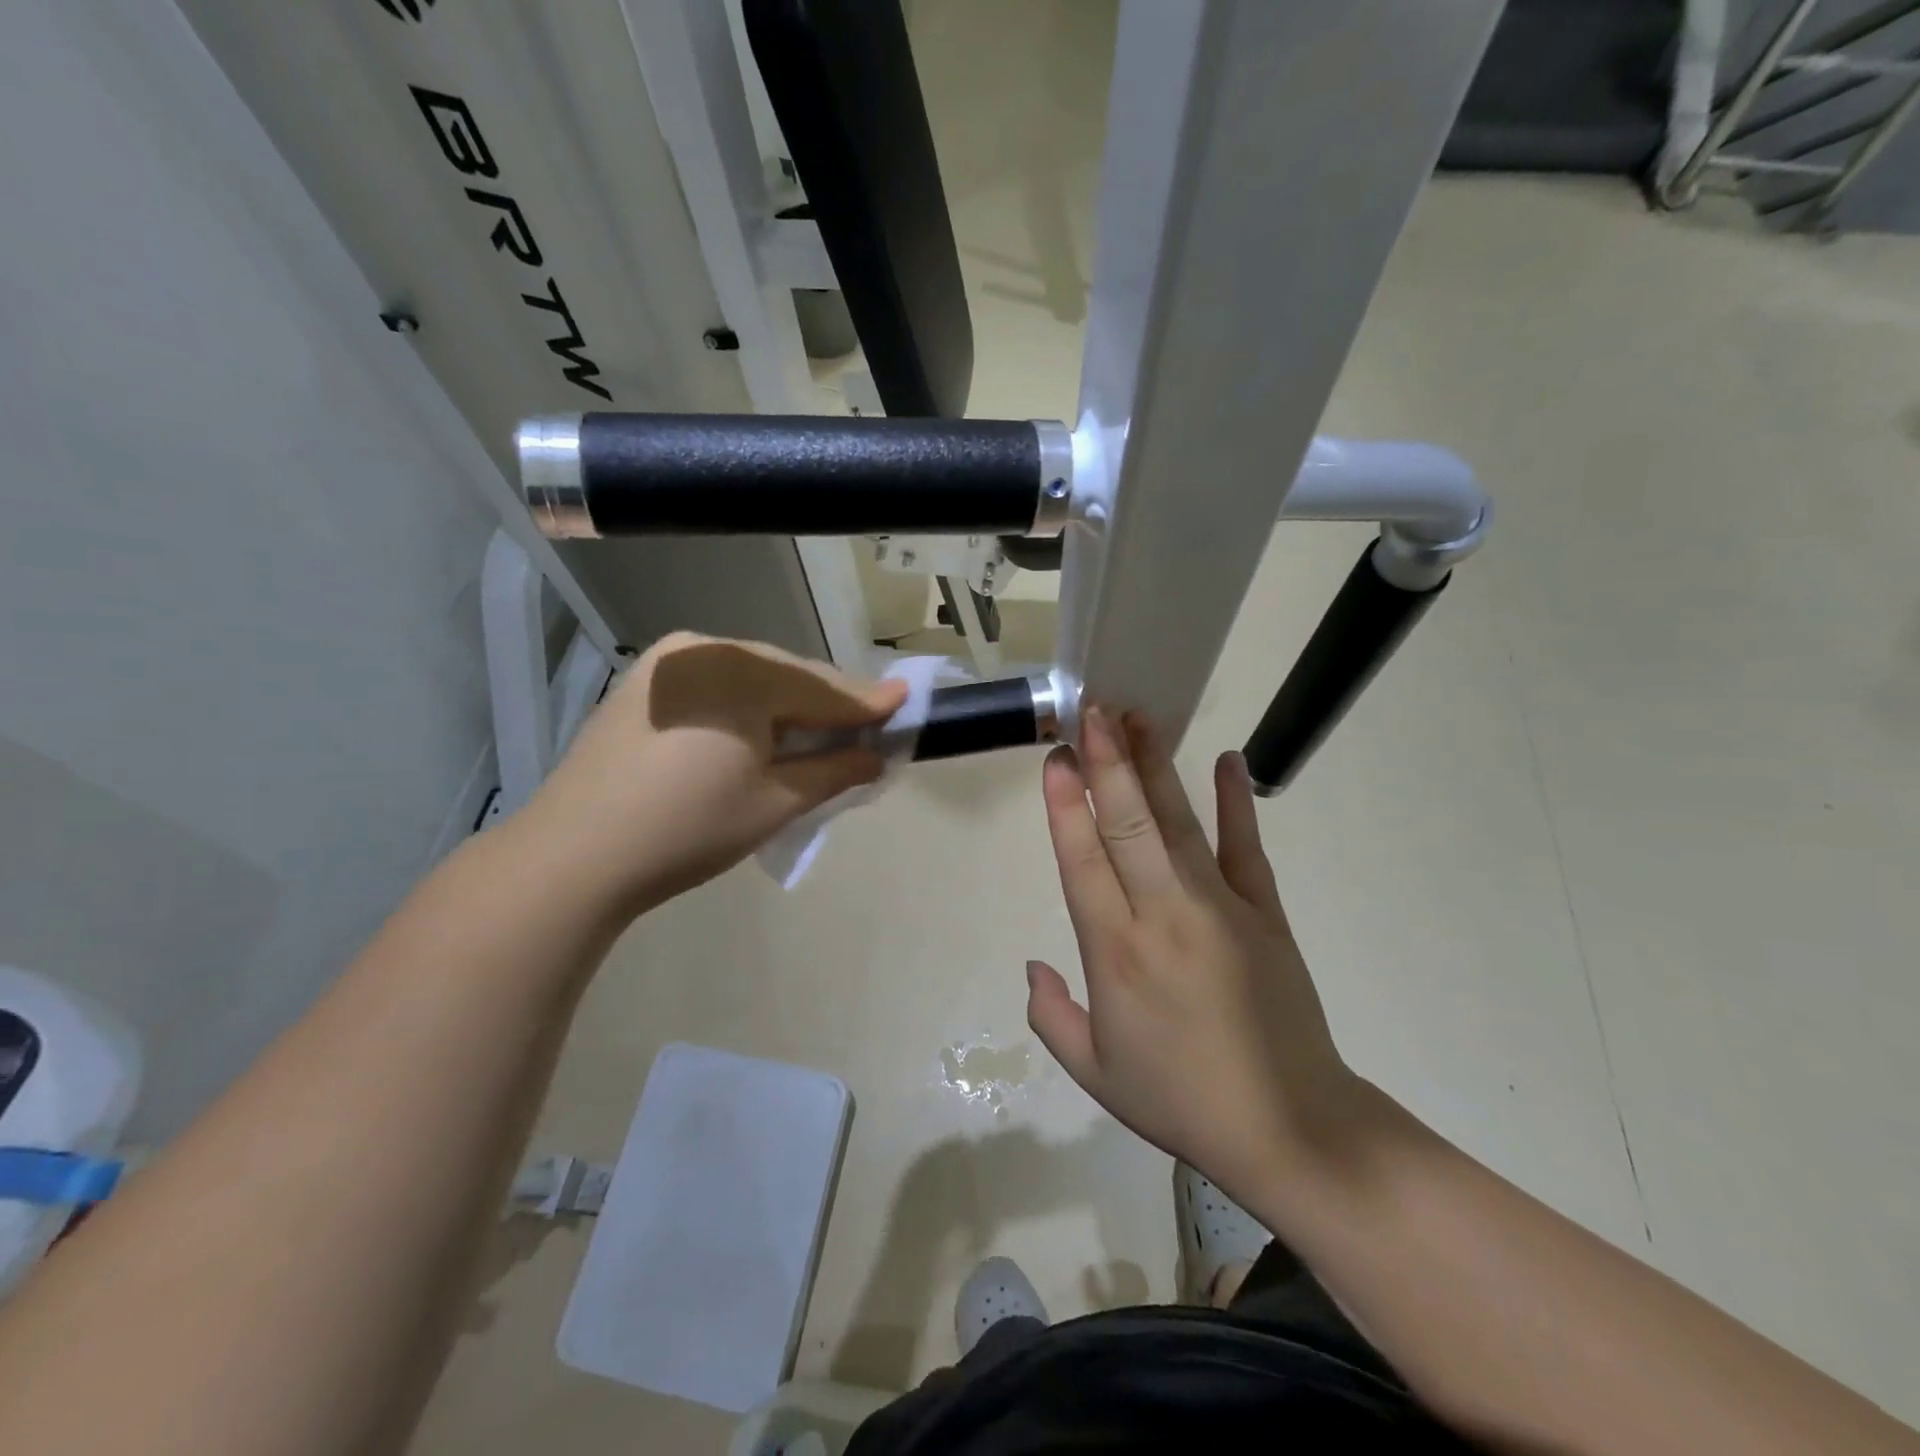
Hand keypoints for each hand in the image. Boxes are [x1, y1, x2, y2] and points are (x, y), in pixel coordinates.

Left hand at [523, 633, 906, 912]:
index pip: (821, 688)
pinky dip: (749, 706)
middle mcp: (705, 650)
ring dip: (789, 705)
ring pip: (752, 678)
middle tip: (865, 726)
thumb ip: (834, 770)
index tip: (907, 700)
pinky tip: (761, 732)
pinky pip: (718, 686)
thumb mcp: (774, 803)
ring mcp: (669, 664)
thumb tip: (875, 755)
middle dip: (827, 704)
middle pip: (788, 676)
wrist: (573, 856)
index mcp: (741, 673)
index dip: (867, 702)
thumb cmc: (687, 829)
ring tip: (818, 733)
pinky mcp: (646, 684)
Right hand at [1027, 707, 1362, 1210]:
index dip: (1068, 806)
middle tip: (1093, 711)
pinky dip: (1236, 802)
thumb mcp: (1095, 1072)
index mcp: (1117, 953)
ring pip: (1179, 823)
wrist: (1288, 1128)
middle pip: (1129, 825)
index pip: (1083, 862)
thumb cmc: (1181, 1099)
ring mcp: (1220, 908)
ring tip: (1138, 718)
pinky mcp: (1266, 913)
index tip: (1057, 759)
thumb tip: (1033, 964)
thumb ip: (1051, 1016)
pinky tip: (1228, 760)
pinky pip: (1246, 847)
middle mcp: (1164, 916)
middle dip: (1107, 764)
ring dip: (1156, 767)